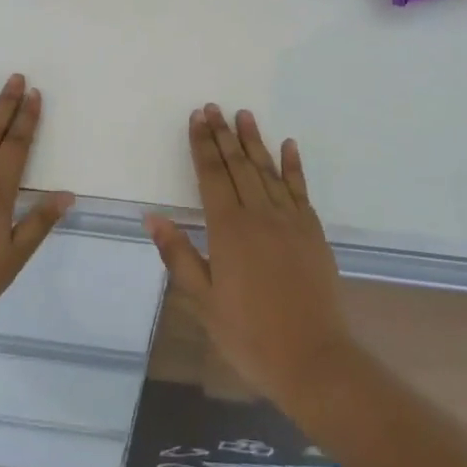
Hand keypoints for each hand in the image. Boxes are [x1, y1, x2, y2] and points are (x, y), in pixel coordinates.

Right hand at [144, 105, 353, 405]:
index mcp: (228, 229)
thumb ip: (179, 255)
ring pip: (267, 170)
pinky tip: (288, 146)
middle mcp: (259, 214)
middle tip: (213, 107)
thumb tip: (152, 218)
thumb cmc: (249, 334)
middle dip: (223, 135)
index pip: (211, 176)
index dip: (202, 145)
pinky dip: (293, 165)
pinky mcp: (312, 231)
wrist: (314, 359)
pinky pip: (300, 189)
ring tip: (244, 115)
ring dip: (254, 141)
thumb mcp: (204, 301)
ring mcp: (290, 220)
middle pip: (238, 165)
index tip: (196, 118)